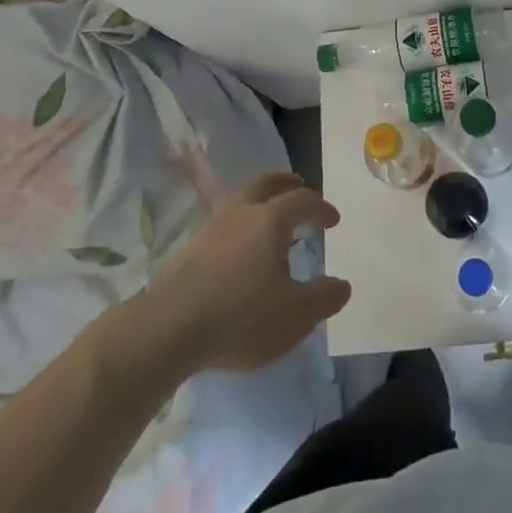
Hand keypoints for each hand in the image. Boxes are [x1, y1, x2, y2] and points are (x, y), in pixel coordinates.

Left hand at [144, 172, 351, 373]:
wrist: (168, 329)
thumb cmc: (241, 317)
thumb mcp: (296, 316)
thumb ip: (324, 298)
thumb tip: (342, 284)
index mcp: (271, 220)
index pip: (302, 200)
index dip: (321, 207)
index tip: (332, 220)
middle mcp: (241, 213)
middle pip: (264, 183)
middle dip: (285, 183)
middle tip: (298, 186)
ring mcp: (211, 229)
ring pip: (240, 200)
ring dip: (259, 202)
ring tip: (269, 220)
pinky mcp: (189, 250)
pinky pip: (223, 223)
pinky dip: (239, 224)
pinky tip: (240, 250)